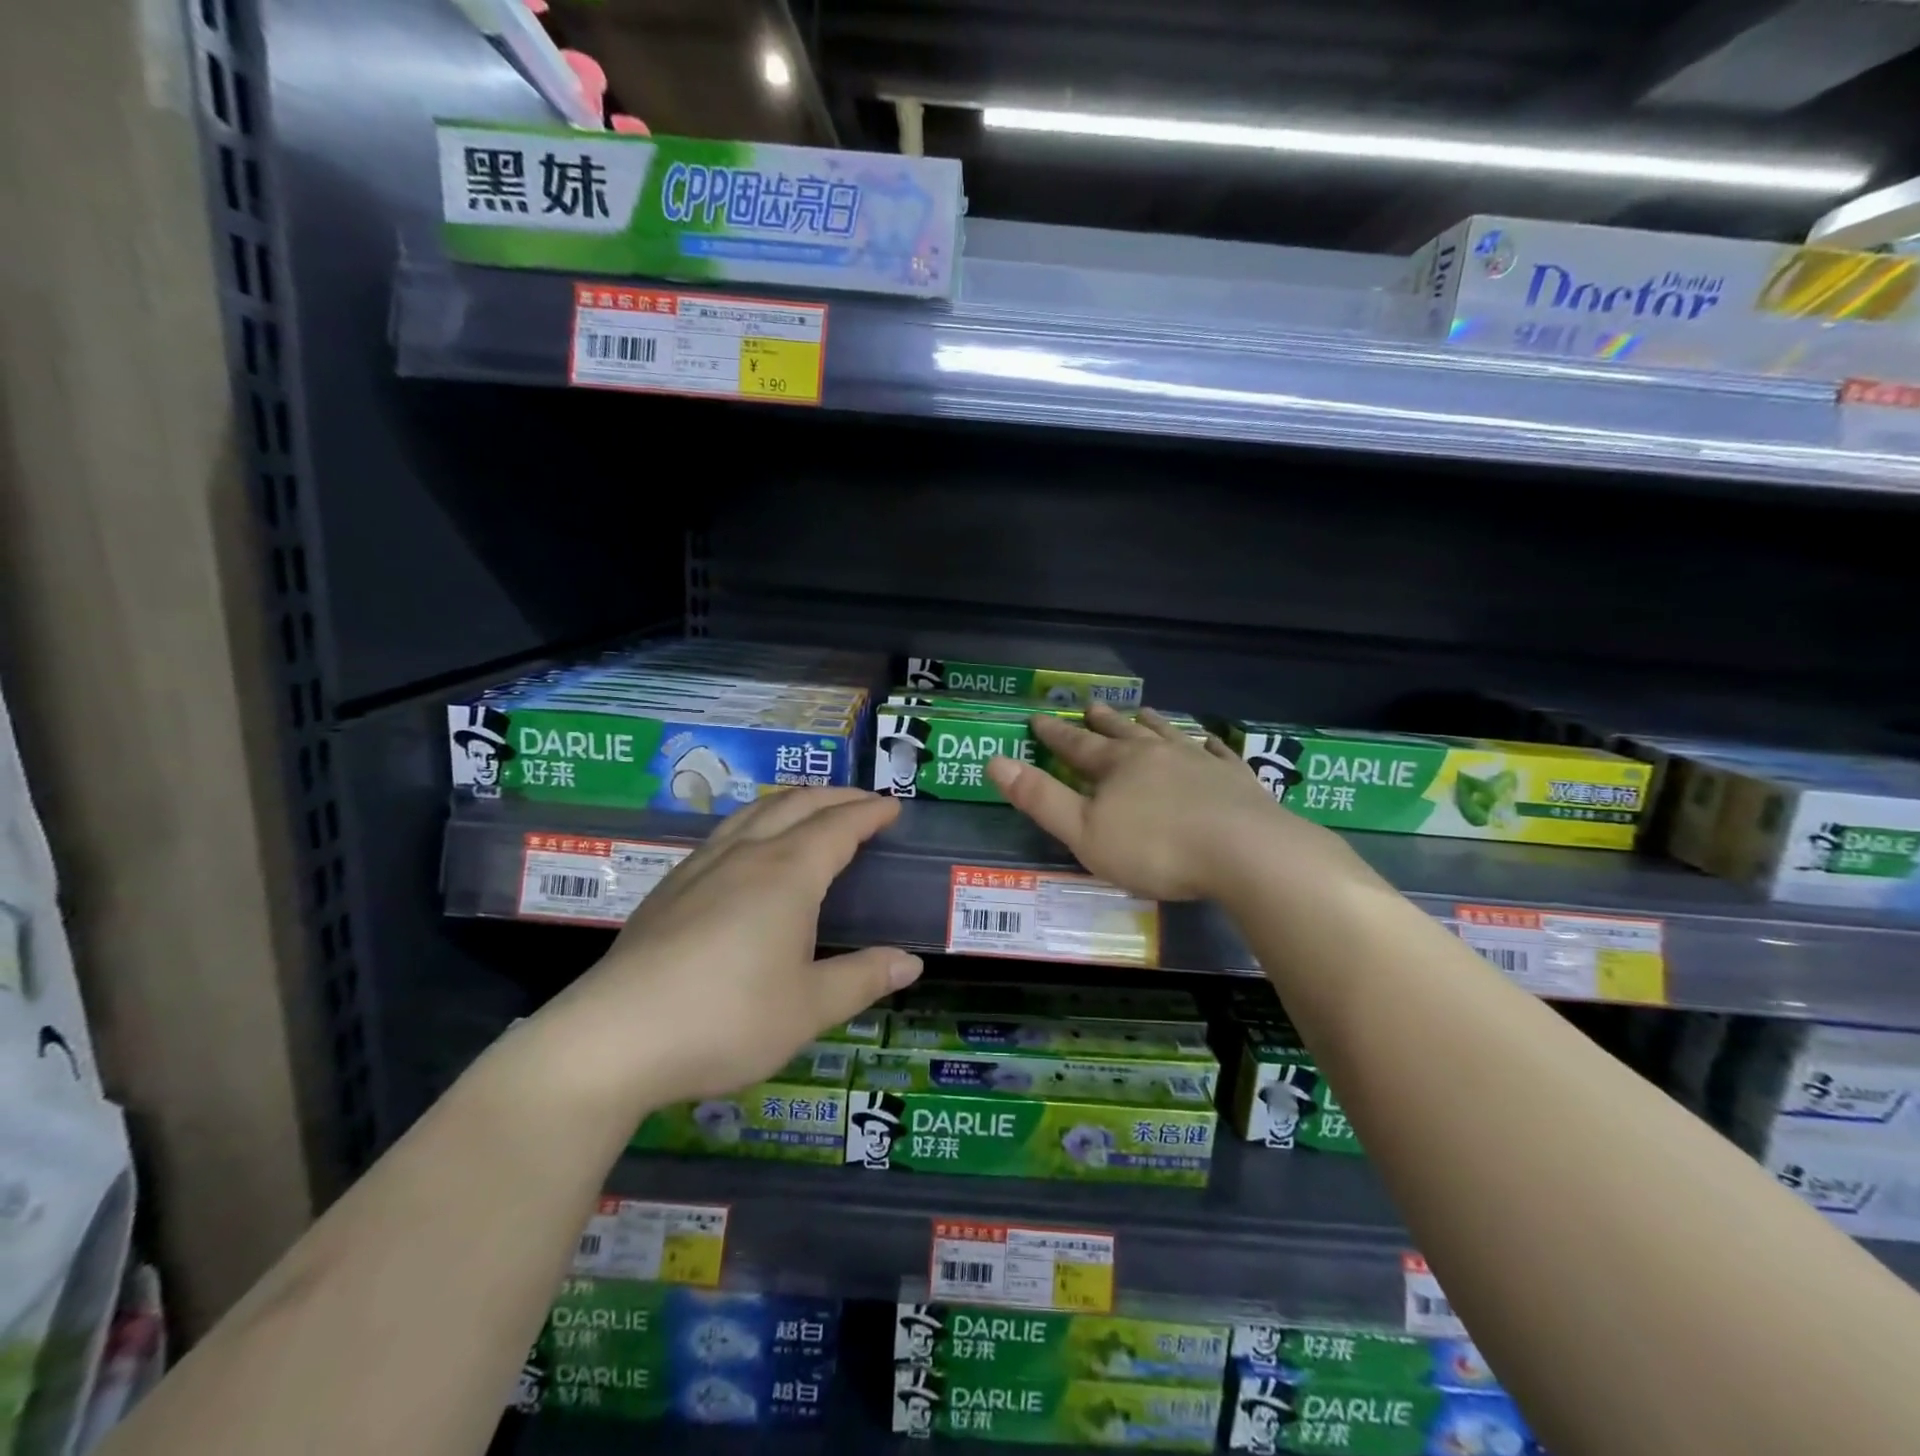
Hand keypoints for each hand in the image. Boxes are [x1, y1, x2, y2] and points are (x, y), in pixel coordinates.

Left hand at [516, 789, 921, 1115]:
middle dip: (835, 796)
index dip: (869, 812)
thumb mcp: (808, 1008)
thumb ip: (863, 979)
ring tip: (811, 810)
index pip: (838, 826)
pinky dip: (755, 821)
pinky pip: (725, 832)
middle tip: (863, 803)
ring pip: (754, 811)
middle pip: (796, 804)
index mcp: (787, 874)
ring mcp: (701, 867)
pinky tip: (748, 849)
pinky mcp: (669, 888)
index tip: (893, 807)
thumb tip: (912, 962)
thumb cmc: (726, 1019)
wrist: (613, 1038)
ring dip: (792, 801)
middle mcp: (746, 855)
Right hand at [987, 704, 1330, 900]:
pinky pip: (1219, 753)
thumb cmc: (1156, 849)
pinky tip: (1210, 740)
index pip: (1077, 745)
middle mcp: (1156, 754)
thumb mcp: (1084, 832)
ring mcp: (1200, 762)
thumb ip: (1041, 799)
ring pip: (1169, 735)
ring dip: (1152, 723)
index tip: (1039, 718)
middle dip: (1103, 721)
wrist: (1245, 852)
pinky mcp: (1236, 780)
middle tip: (1090, 706)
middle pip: (1123, 732)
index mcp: (1117, 767)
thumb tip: (995, 763)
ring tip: (1143, 711)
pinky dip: (1209, 744)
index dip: (1055, 734)